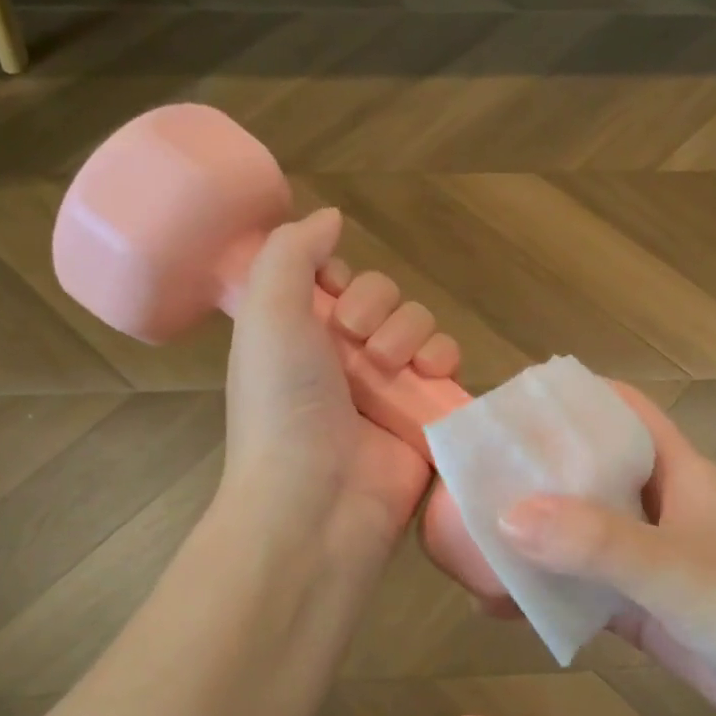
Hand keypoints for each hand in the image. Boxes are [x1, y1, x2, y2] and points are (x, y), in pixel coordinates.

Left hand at [222, 208, 458, 574]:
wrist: (317, 499)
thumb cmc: (283, 402)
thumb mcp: (267, 313)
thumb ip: (292, 252)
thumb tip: (329, 216)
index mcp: (299, 337)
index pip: (336, 282)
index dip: (340, 278)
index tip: (331, 292)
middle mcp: (342, 359)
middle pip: (384, 298)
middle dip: (376, 306)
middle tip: (355, 339)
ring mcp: (387, 389)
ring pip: (420, 326)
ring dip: (410, 331)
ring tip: (390, 365)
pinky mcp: (425, 414)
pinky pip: (449, 365)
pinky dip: (444, 359)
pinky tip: (430, 373)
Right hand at [490, 385, 715, 715]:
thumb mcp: (678, 570)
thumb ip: (596, 543)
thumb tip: (505, 515)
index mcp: (678, 472)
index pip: (621, 412)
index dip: (571, 400)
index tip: (508, 406)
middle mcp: (661, 509)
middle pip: (589, 473)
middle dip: (534, 473)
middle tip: (468, 480)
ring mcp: (651, 563)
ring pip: (580, 536)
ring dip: (533, 538)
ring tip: (467, 541)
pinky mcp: (645, 612)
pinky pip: (583, 592)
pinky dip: (546, 594)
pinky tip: (499, 605)